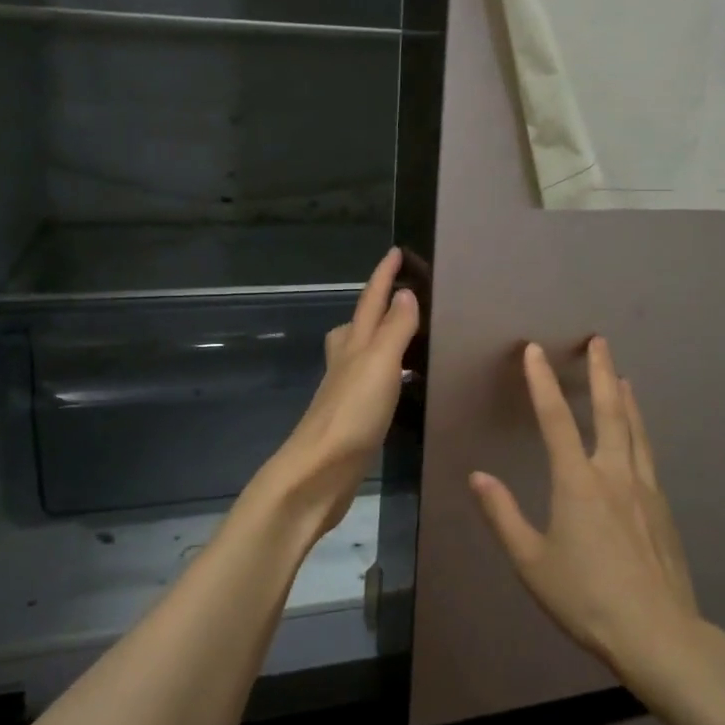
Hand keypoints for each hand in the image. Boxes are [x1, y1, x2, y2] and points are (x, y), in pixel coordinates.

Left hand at [260, 248, 418, 538]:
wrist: (319, 473)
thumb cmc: (351, 414)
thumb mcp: (379, 364)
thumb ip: (394, 329)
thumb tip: (404, 292)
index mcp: (353, 345)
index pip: (370, 301)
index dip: (382, 276)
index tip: (395, 252)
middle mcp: (346, 363)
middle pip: (357, 325)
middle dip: (374, 306)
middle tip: (398, 294)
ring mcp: (346, 392)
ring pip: (362, 354)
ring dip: (379, 340)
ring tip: (405, 337)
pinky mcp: (352, 419)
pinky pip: (372, 383)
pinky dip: (385, 374)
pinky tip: (398, 387)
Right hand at [469, 336, 701, 680]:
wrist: (658, 634)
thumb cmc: (586, 598)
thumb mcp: (532, 562)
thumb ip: (503, 515)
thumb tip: (477, 477)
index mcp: (577, 482)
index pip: (556, 419)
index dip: (543, 382)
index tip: (535, 350)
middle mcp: (614, 474)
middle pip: (609, 411)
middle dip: (601, 372)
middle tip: (599, 341)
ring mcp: (644, 489)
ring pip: (635, 430)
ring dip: (626, 398)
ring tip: (622, 376)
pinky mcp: (662, 508)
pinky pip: (647, 454)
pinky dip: (639, 430)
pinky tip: (638, 435)